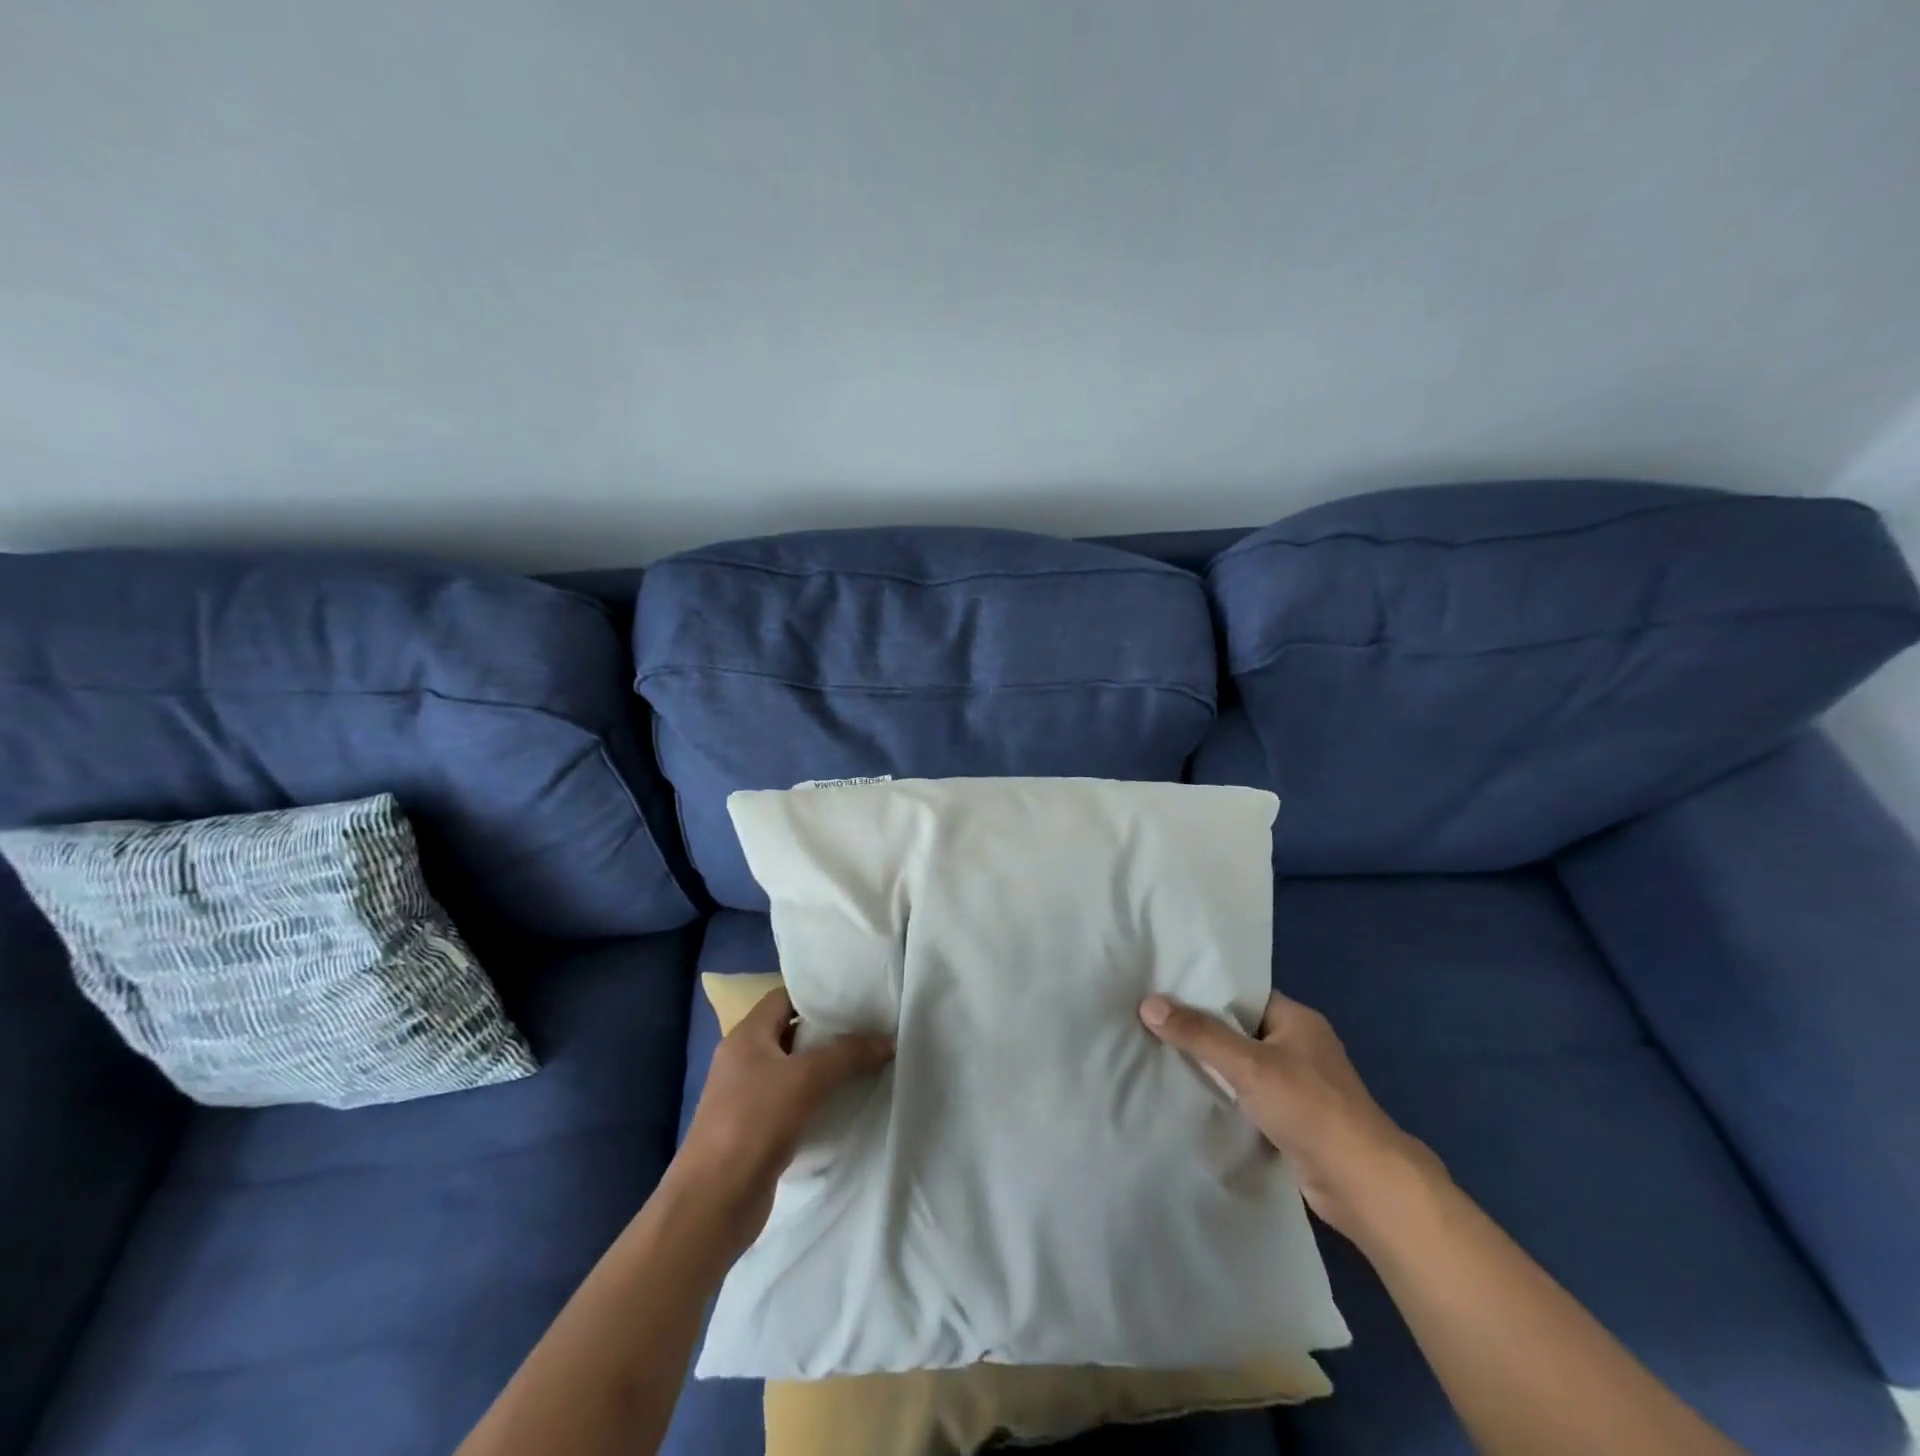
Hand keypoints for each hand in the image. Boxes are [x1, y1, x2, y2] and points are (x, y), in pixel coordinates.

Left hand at [671, 987, 893, 1251]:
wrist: (713, 1203)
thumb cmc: (754, 1124)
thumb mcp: (807, 1079)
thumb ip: (849, 1054)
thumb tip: (890, 1039)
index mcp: (746, 1036)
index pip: (783, 997)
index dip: (817, 994)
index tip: (854, 997)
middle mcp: (744, 1060)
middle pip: (791, 1032)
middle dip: (828, 1031)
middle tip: (869, 1029)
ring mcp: (747, 1097)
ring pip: (793, 1070)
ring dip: (825, 1068)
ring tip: (865, 1063)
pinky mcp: (756, 1130)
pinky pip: (792, 1102)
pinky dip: (816, 1099)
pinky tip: (845, 1104)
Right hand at [1140, 989, 1437, 1240]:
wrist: (1363, 1184)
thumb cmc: (1310, 1108)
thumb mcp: (1248, 1064)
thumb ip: (1199, 1034)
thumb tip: (1148, 1003)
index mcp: (1297, 1019)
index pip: (1241, 994)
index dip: (1203, 991)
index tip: (1161, 991)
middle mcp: (1299, 1046)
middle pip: (1239, 1029)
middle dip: (1201, 1030)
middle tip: (1151, 1023)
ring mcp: (1299, 1085)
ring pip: (1243, 1066)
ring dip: (1212, 1067)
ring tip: (1160, 1056)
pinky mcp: (1294, 1120)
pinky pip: (1249, 1096)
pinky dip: (1225, 1096)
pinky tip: (1191, 1097)